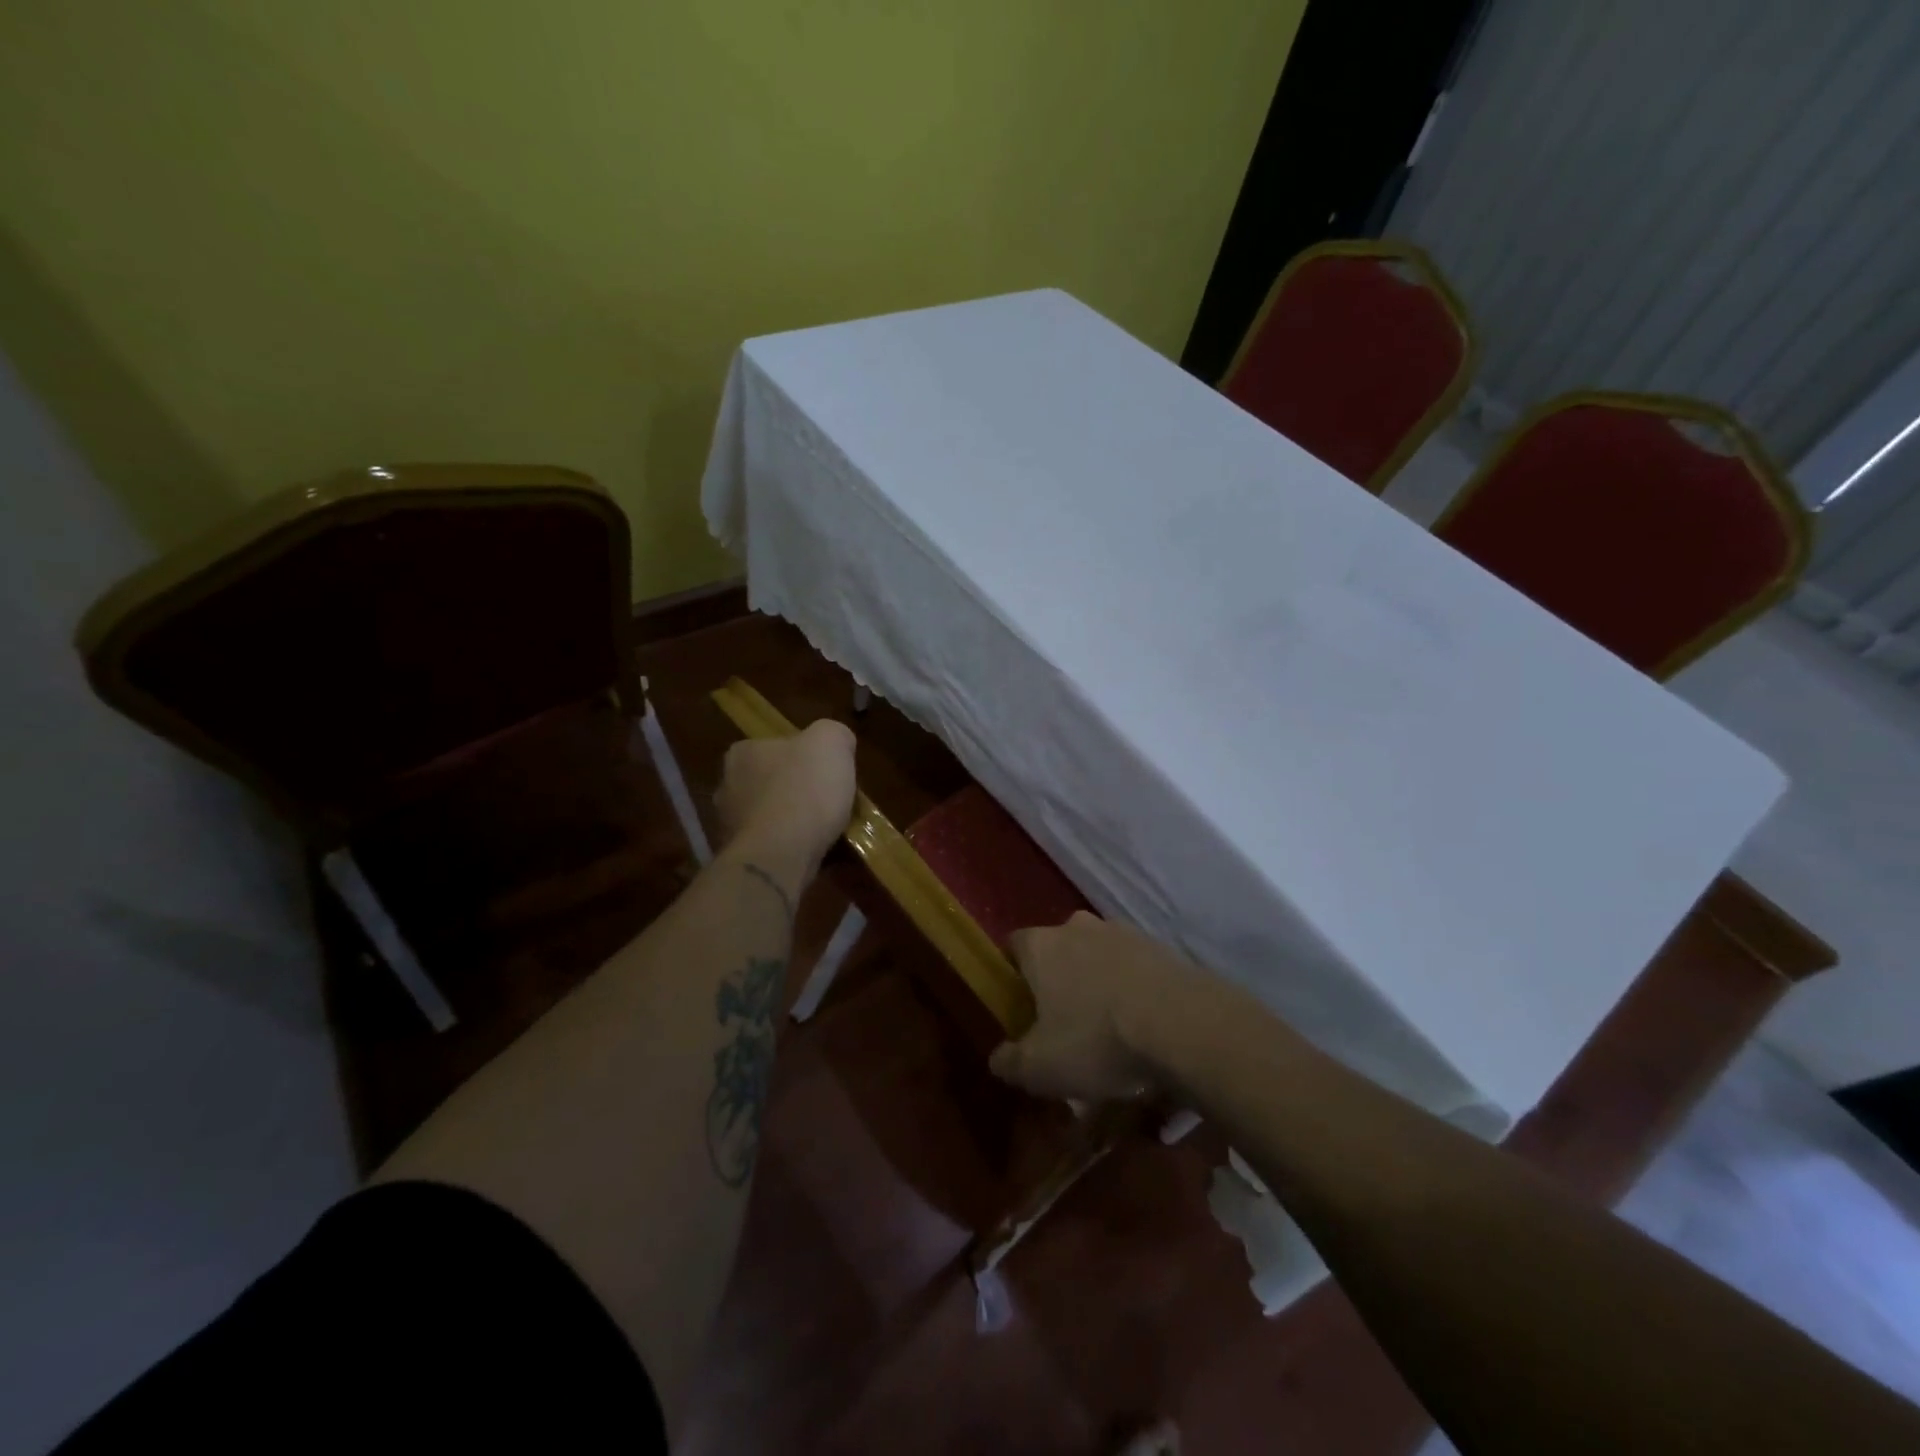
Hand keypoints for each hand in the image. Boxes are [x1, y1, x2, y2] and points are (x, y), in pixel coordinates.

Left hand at [715, 719, 857, 881]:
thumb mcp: (831, 742)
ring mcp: (728, 825)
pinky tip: (812, 853)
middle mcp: (727, 785)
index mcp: (743, 752)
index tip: (828, 773)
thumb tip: (837, 744)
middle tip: (828, 802)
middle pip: (772, 782)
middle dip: (796, 791)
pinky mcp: (739, 858)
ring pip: (770, 817)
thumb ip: (834, 734)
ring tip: (825, 833)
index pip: (777, 747)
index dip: (806, 758)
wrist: (780, 856)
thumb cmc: (804, 790)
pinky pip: (771, 847)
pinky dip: (789, 848)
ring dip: (792, 822)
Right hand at [990, 911, 1213, 1101]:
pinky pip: (1135, 968)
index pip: (1013, 946)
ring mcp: (1123, 933)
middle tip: (1065, 1024)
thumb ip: (1009, 1061)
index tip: (1021, 1008)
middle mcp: (1077, 927)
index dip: (1013, 976)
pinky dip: (1133, 990)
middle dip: (1059, 980)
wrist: (1184, 1025)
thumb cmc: (1097, 1040)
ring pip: (1099, 957)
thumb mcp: (1039, 1068)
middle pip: (1058, 950)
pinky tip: (1144, 1028)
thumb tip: (998, 1057)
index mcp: (1041, 945)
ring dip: (1099, 984)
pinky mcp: (1161, 947)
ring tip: (1111, 1031)